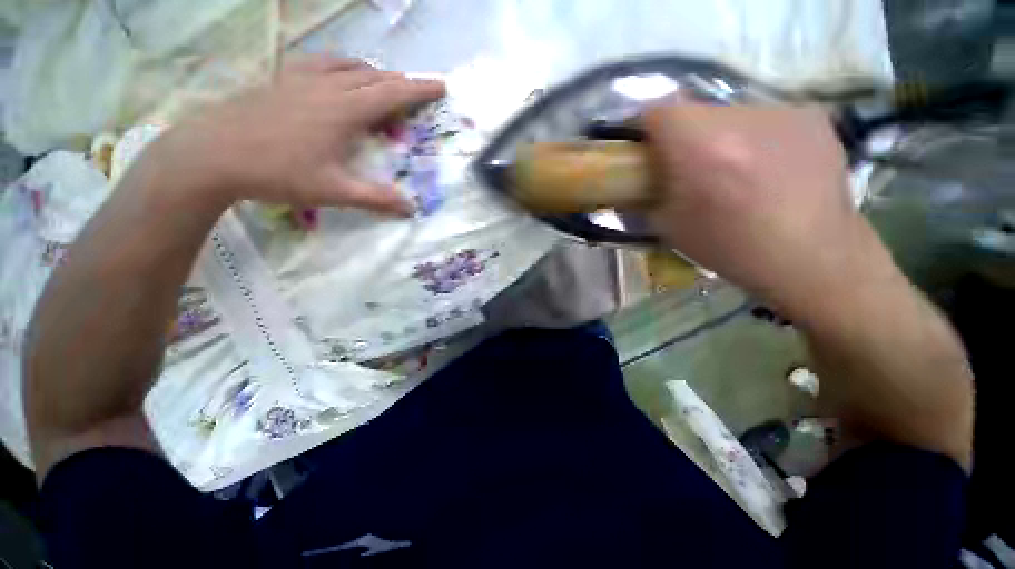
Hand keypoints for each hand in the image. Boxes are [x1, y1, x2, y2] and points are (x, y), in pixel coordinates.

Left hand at [150, 56, 445, 214]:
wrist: (211, 154)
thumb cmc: (277, 173)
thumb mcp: (334, 192)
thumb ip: (377, 199)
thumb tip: (411, 209)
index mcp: (343, 111)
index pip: (391, 94)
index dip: (419, 90)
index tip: (440, 85)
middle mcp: (326, 87)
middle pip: (372, 76)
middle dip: (399, 82)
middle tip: (415, 92)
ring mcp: (299, 79)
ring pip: (346, 66)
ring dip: (371, 73)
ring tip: (381, 83)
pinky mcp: (280, 80)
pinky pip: (319, 64)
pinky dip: (340, 67)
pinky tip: (336, 75)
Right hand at [643, 104, 894, 318]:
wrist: (814, 258)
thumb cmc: (732, 249)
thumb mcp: (670, 227)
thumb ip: (648, 194)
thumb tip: (637, 178)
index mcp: (703, 150)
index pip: (659, 110)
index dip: (646, 129)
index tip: (646, 150)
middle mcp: (743, 119)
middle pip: (694, 110)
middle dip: (682, 136)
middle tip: (688, 167)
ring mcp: (784, 112)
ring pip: (729, 113)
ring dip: (718, 136)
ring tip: (731, 170)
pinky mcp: (812, 115)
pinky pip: (763, 119)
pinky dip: (752, 137)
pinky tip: (765, 168)